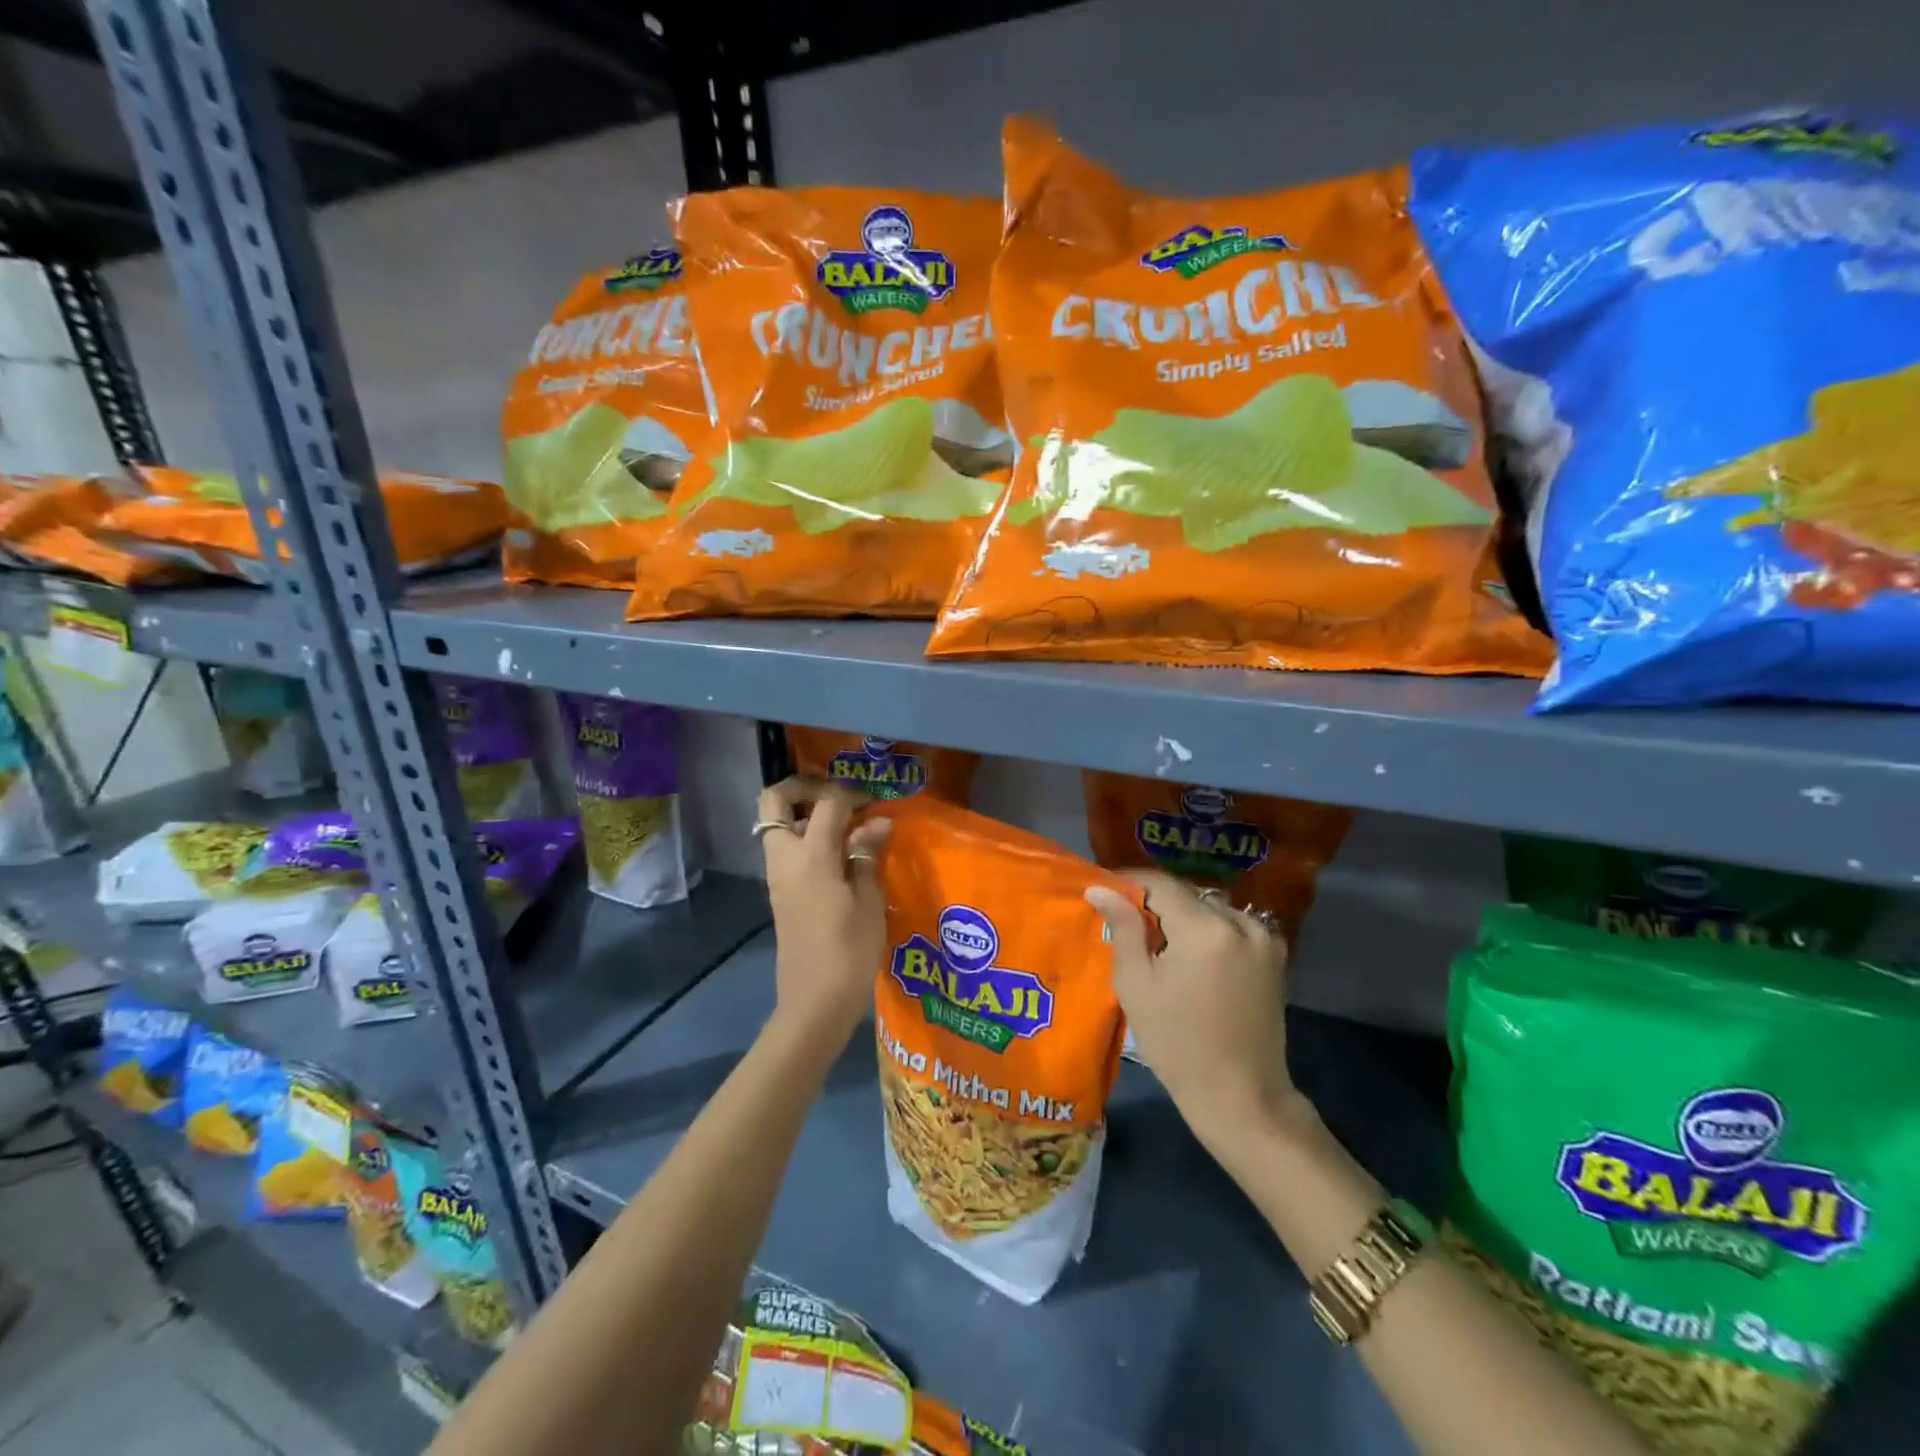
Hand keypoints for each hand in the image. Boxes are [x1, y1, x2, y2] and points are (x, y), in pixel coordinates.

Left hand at [758, 777, 892, 1049]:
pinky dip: (806, 839)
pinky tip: (840, 855)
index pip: (827, 802)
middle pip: (775, 800)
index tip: (877, 802)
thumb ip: (867, 855)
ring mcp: (778, 876)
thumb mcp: (868, 901)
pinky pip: (786, 849)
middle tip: (839, 799)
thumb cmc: (849, 951)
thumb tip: (878, 822)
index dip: (853, 794)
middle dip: (804, 787)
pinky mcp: (780, 892)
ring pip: (777, 824)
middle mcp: (785, 858)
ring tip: (846, 828)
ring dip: (805, 814)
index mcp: (810, 856)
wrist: (814, 1002)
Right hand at [1086, 872, 1301, 1150]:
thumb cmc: (1177, 1044)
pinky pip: (1232, 926)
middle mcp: (1241, 922)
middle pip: (1187, 894)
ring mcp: (1264, 938)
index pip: (1160, 883)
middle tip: (1124, 919)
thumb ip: (1122, 928)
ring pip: (1211, 908)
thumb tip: (1099, 888)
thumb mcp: (1137, 985)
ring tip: (1156, 939)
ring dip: (1183, 915)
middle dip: (1155, 901)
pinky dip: (1208, 930)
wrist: (1241, 1097)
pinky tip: (1190, 954)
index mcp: (1205, 928)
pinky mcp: (1275, 956)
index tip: (1104, 888)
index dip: (1129, 881)